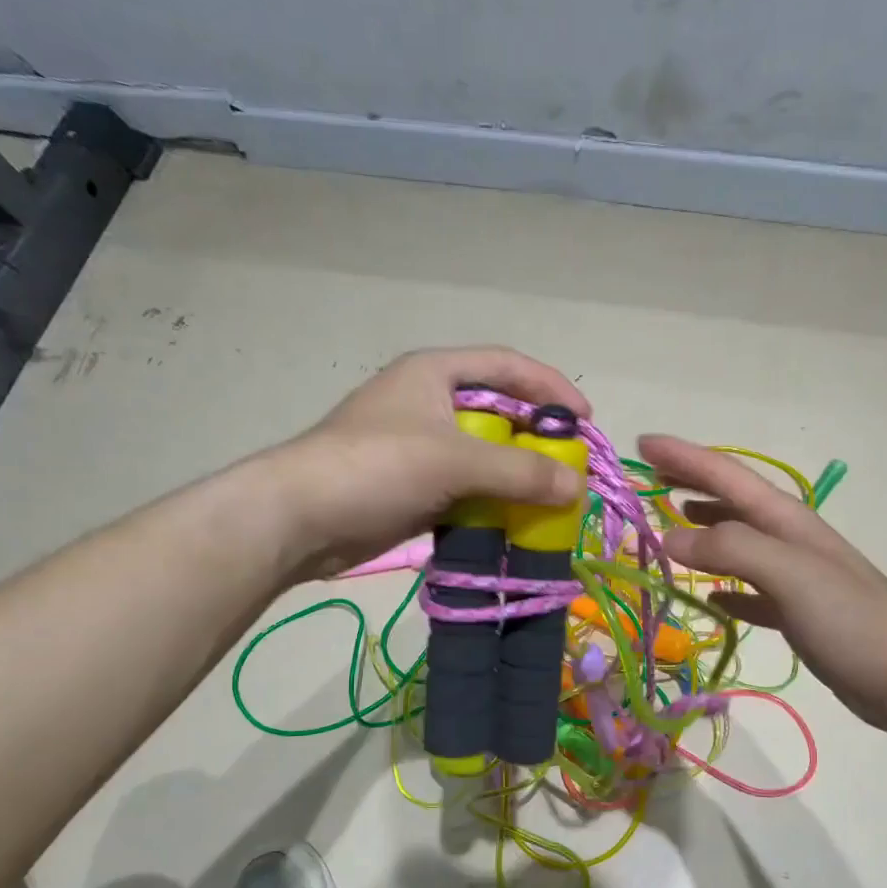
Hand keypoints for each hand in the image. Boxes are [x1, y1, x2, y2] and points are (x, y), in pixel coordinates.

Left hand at [273, 348, 591, 578]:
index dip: (550, 387)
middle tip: (571, 466)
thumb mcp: (454, 461)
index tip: (586, 419)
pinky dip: (493, 503)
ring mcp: (420, 448)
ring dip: (517, 476)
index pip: (507, 366)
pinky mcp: (414, 488)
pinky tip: (516, 522)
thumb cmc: (376, 467)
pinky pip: (467, 490)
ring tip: (552, 499)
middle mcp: (430, 404)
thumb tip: (577, 487)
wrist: (300, 519)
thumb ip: (520, 471)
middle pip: (499, 412)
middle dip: (538, 438)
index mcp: (435, 374)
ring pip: (484, 456)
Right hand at [638, 435, 886, 733]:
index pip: (726, 476)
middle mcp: (787, 540)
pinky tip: (710, 598)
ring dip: (703, 531)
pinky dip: (725, 589)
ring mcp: (793, 578)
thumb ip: (732, 548)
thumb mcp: (790, 573)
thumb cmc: (852, 618)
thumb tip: (669, 536)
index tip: (642, 445)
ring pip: (737, 544)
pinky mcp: (796, 615)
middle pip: (730, 502)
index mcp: (786, 520)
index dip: (684, 458)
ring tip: (668, 528)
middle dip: (690, 484)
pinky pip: (750, 592)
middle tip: (648, 479)